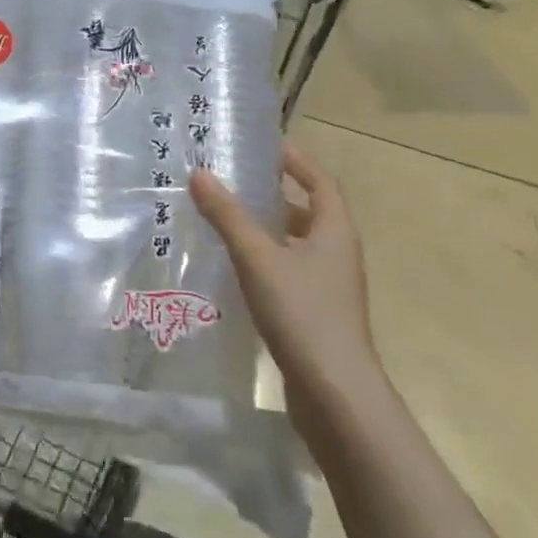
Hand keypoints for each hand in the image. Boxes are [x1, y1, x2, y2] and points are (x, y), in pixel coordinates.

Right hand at [190, 146, 375, 397]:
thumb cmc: (301, 312)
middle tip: (235, 182)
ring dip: (268, 229)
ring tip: (227, 220)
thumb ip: (227, 215)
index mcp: (335, 231)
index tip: (267, 146)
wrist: (334, 392)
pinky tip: (235, 268)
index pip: (321, 182)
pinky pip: (289, 271)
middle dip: (275, 195)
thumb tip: (199, 173)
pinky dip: (266, 260)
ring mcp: (329, 286)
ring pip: (297, 244)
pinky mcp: (316, 313)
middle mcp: (337, 253)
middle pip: (309, 212)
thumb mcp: (258, 257)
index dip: (297, 161)